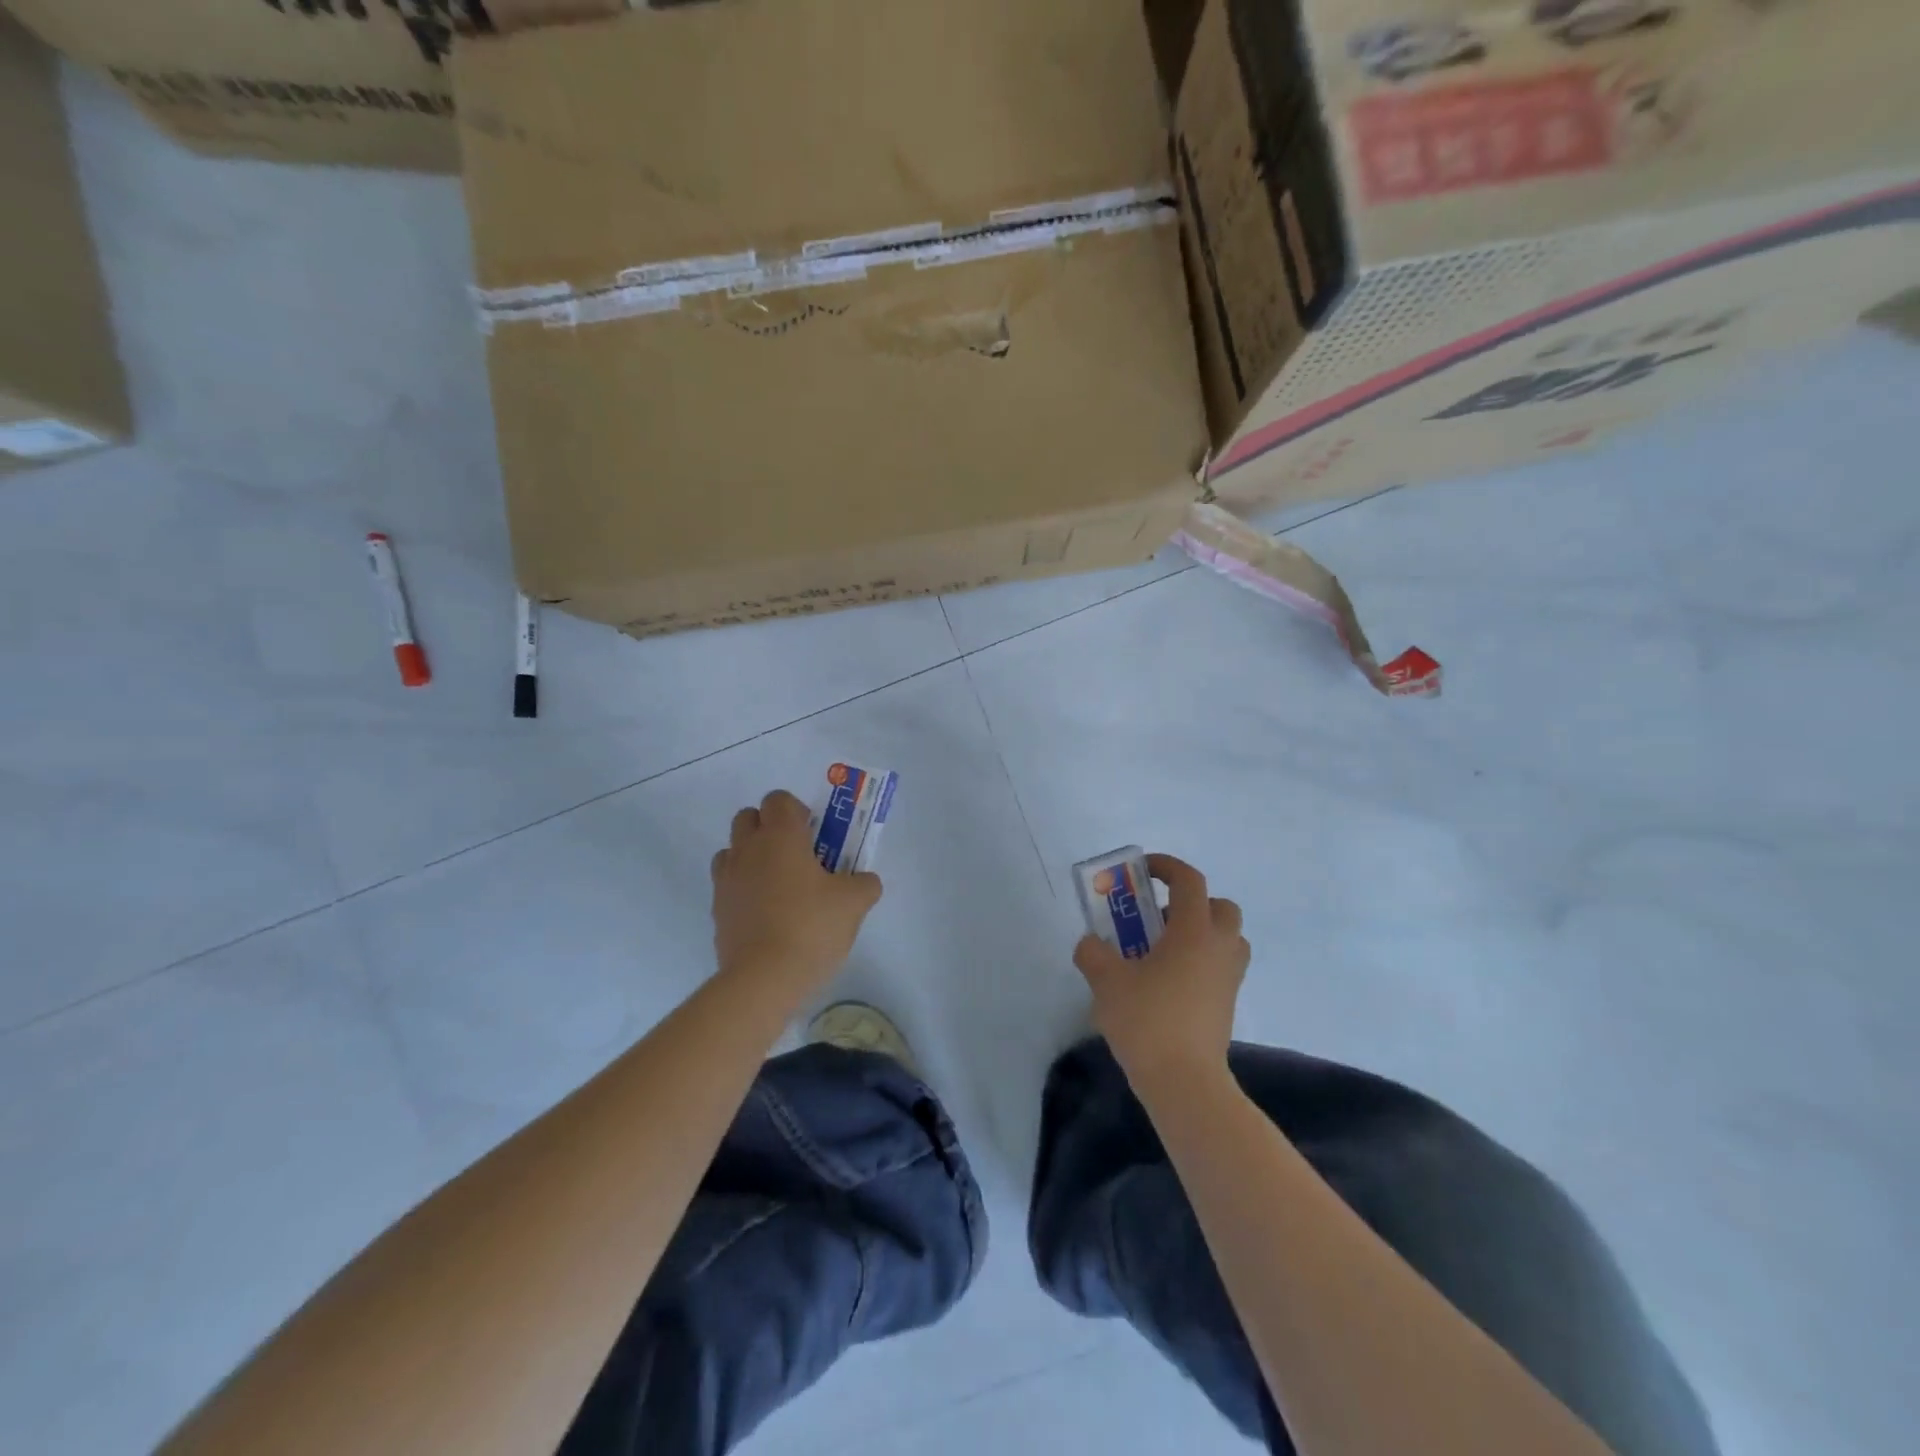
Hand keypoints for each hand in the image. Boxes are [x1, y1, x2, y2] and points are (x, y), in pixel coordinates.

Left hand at [710, 789, 881, 995]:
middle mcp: (747, 849)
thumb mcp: (854, 903)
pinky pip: (728, 885)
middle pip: (748, 818)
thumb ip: (864, 884)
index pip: (778, 799)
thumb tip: (865, 881)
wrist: (763, 979)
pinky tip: (767, 914)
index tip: (814, 834)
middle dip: (770, 828)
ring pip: (733, 850)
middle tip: (798, 856)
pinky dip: (744, 889)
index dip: (797, 811)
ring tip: (779, 886)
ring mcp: (726, 880)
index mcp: (780, 836)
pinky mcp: (717, 910)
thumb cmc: (811, 927)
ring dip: (752, 857)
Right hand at [1074, 854, 1250, 1092]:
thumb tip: (1091, 944)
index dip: (1166, 867)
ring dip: (1200, 933)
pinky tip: (1167, 982)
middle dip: (1191, 903)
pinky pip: (1220, 966)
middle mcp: (1219, 947)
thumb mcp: (1106, 981)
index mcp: (1193, 931)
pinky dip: (1200, 962)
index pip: (1189, 881)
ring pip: (1226, 938)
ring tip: (1162, 951)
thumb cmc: (1147, 1020)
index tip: (1142, 871)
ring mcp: (1228, 978)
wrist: (1185, 1082)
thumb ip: (1093, 953)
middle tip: (1158, 918)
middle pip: (1219, 907)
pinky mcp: (1227, 1004)